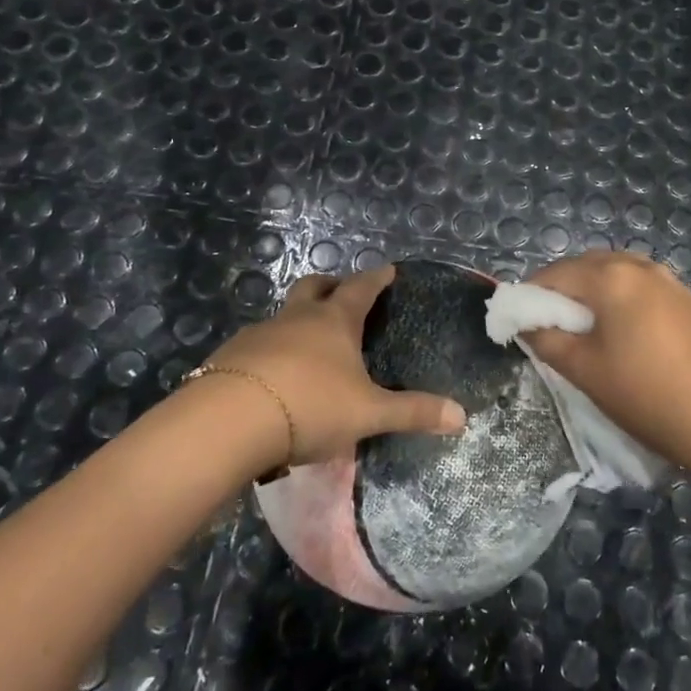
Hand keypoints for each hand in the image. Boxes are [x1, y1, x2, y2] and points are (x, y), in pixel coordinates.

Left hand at [204, 265, 466, 468]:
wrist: (228, 421)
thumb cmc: (310, 406)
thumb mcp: (368, 413)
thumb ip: (413, 413)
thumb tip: (462, 416)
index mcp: (334, 321)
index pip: (360, 288)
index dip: (376, 278)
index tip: (387, 270)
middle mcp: (296, 318)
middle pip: (314, 287)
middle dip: (330, 285)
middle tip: (341, 292)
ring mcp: (259, 334)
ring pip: (283, 316)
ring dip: (297, 321)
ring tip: (308, 346)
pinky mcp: (230, 357)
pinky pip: (257, 346)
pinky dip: (271, 352)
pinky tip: (274, 379)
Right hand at [523, 251, 690, 467]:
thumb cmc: (643, 395)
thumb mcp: (583, 370)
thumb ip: (546, 339)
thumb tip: (527, 323)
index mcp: (611, 278)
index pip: (556, 273)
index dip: (532, 293)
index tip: (522, 318)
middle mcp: (642, 267)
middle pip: (589, 265)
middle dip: (565, 287)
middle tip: (554, 323)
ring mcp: (673, 282)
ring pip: (621, 273)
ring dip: (598, 290)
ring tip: (592, 327)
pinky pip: (648, 288)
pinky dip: (628, 299)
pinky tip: (632, 333)